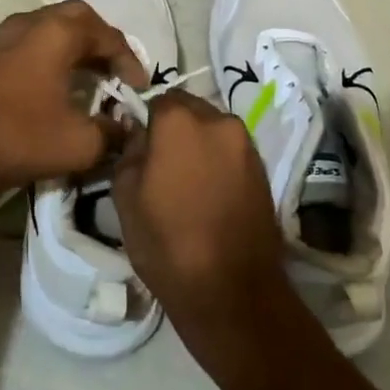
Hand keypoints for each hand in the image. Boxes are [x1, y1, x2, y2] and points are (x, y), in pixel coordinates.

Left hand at [0, 0, 145, 201]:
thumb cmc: (17, 137)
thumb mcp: (78, 143)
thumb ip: (111, 133)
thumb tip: (124, 129)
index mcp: (57, 33)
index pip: (107, 36)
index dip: (130, 61)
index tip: (140, 89)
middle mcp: (31, 23)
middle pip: (78, 18)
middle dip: (103, 42)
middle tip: (116, 71)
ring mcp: (3, 36)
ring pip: (50, 27)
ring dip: (75, 46)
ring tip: (91, 77)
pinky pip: (31, 41)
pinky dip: (51, 54)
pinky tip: (55, 84)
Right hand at [109, 91, 287, 360]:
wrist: (232, 291)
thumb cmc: (167, 242)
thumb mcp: (125, 196)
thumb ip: (129, 152)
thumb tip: (139, 135)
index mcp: (180, 121)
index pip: (156, 98)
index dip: (144, 119)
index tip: (137, 145)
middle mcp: (218, 121)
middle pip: (188, 109)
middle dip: (173, 127)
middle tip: (160, 162)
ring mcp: (246, 144)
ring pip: (212, 129)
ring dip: (198, 143)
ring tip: (185, 181)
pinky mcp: (263, 169)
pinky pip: (231, 151)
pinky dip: (217, 161)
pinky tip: (207, 193)